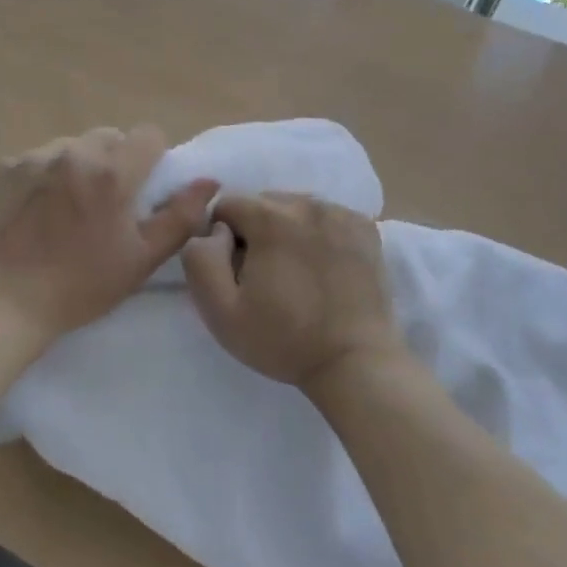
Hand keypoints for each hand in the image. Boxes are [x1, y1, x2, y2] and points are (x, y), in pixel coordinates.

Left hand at [0, 126, 217, 345]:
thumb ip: (180, 217)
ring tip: (63, 211)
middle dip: (114, 163)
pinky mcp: (2, 168)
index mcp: (112, 173)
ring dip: (77, 168)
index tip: (141, 192)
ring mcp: (33, 157)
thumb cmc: (78, 287)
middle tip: (103, 205)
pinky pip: (36, 160)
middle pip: (108, 138)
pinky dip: (42, 177)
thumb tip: (209, 182)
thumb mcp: (140, 259)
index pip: (148, 135)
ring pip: (70, 147)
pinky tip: (31, 214)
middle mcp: (73, 152)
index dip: (151, 160)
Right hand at [182, 194, 403, 390]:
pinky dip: (317, 234)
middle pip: (262, 203)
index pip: (227, 205)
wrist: (355, 363)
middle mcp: (308, 204)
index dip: (222, 239)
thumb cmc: (283, 340)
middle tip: (265, 277)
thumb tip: (213, 230)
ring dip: (286, 231)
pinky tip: (322, 269)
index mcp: (271, 218)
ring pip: (295, 208)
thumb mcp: (220, 311)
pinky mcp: (365, 229)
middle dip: (254, 232)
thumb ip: (201, 259)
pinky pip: (326, 218)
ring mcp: (342, 214)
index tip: (236, 273)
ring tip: (295, 275)